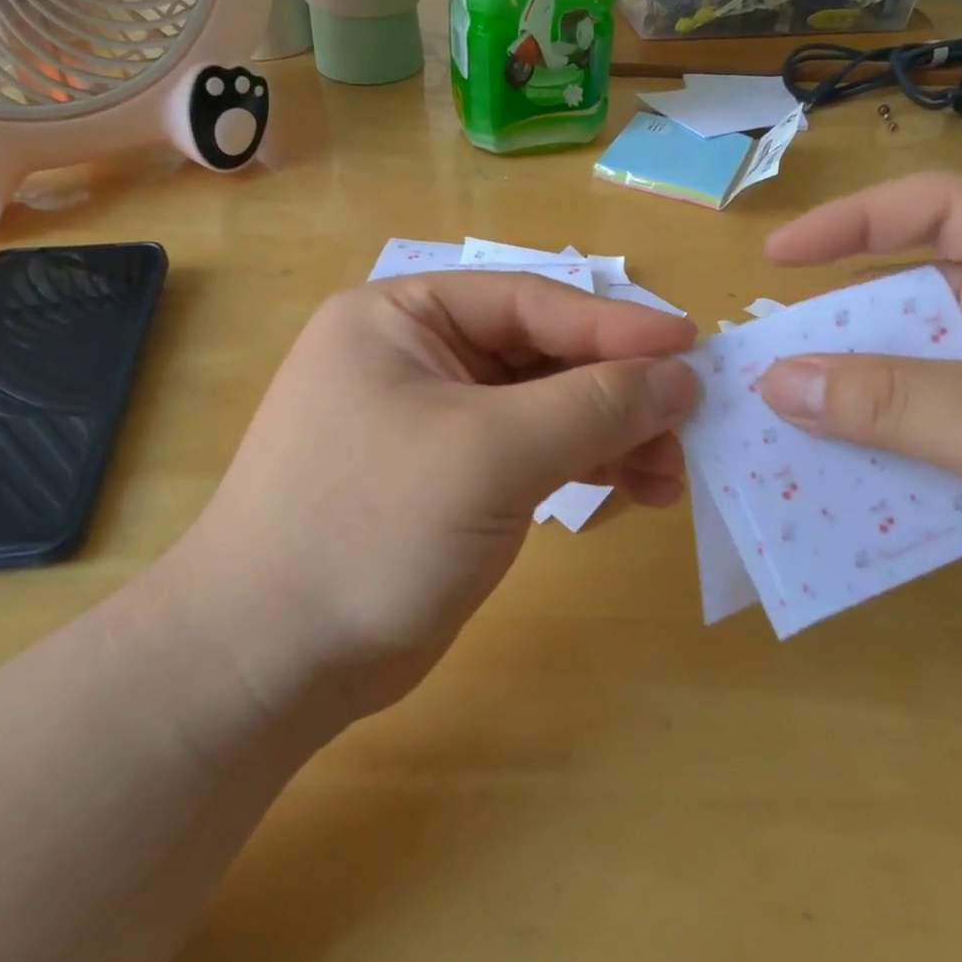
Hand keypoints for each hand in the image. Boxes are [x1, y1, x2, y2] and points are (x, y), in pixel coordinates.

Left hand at [166, 274, 698, 734]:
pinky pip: (532, 453)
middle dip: (618, 390)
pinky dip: (584, 466)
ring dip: (611, 434)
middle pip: (542, 355)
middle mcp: (417, 356)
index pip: (530, 302)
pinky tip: (634, 488)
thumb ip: (592, 406)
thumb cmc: (370, 527)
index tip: (692, 349)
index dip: (616, 324)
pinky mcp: (449, 478)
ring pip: (544, 408)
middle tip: (689, 425)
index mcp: (404, 317)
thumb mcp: (491, 453)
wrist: (270, 659)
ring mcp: (434, 421)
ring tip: (671, 472)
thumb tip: (680, 376)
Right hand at [755, 173, 961, 665]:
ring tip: (766, 418)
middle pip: (905, 301)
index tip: (778, 256)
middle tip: (758, 360)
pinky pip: (912, 440)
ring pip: (901, 377)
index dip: (853, 223)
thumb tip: (776, 381)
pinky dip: (867, 454)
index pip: (940, 211)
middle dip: (833, 331)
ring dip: (841, 400)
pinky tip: (814, 474)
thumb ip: (893, 401)